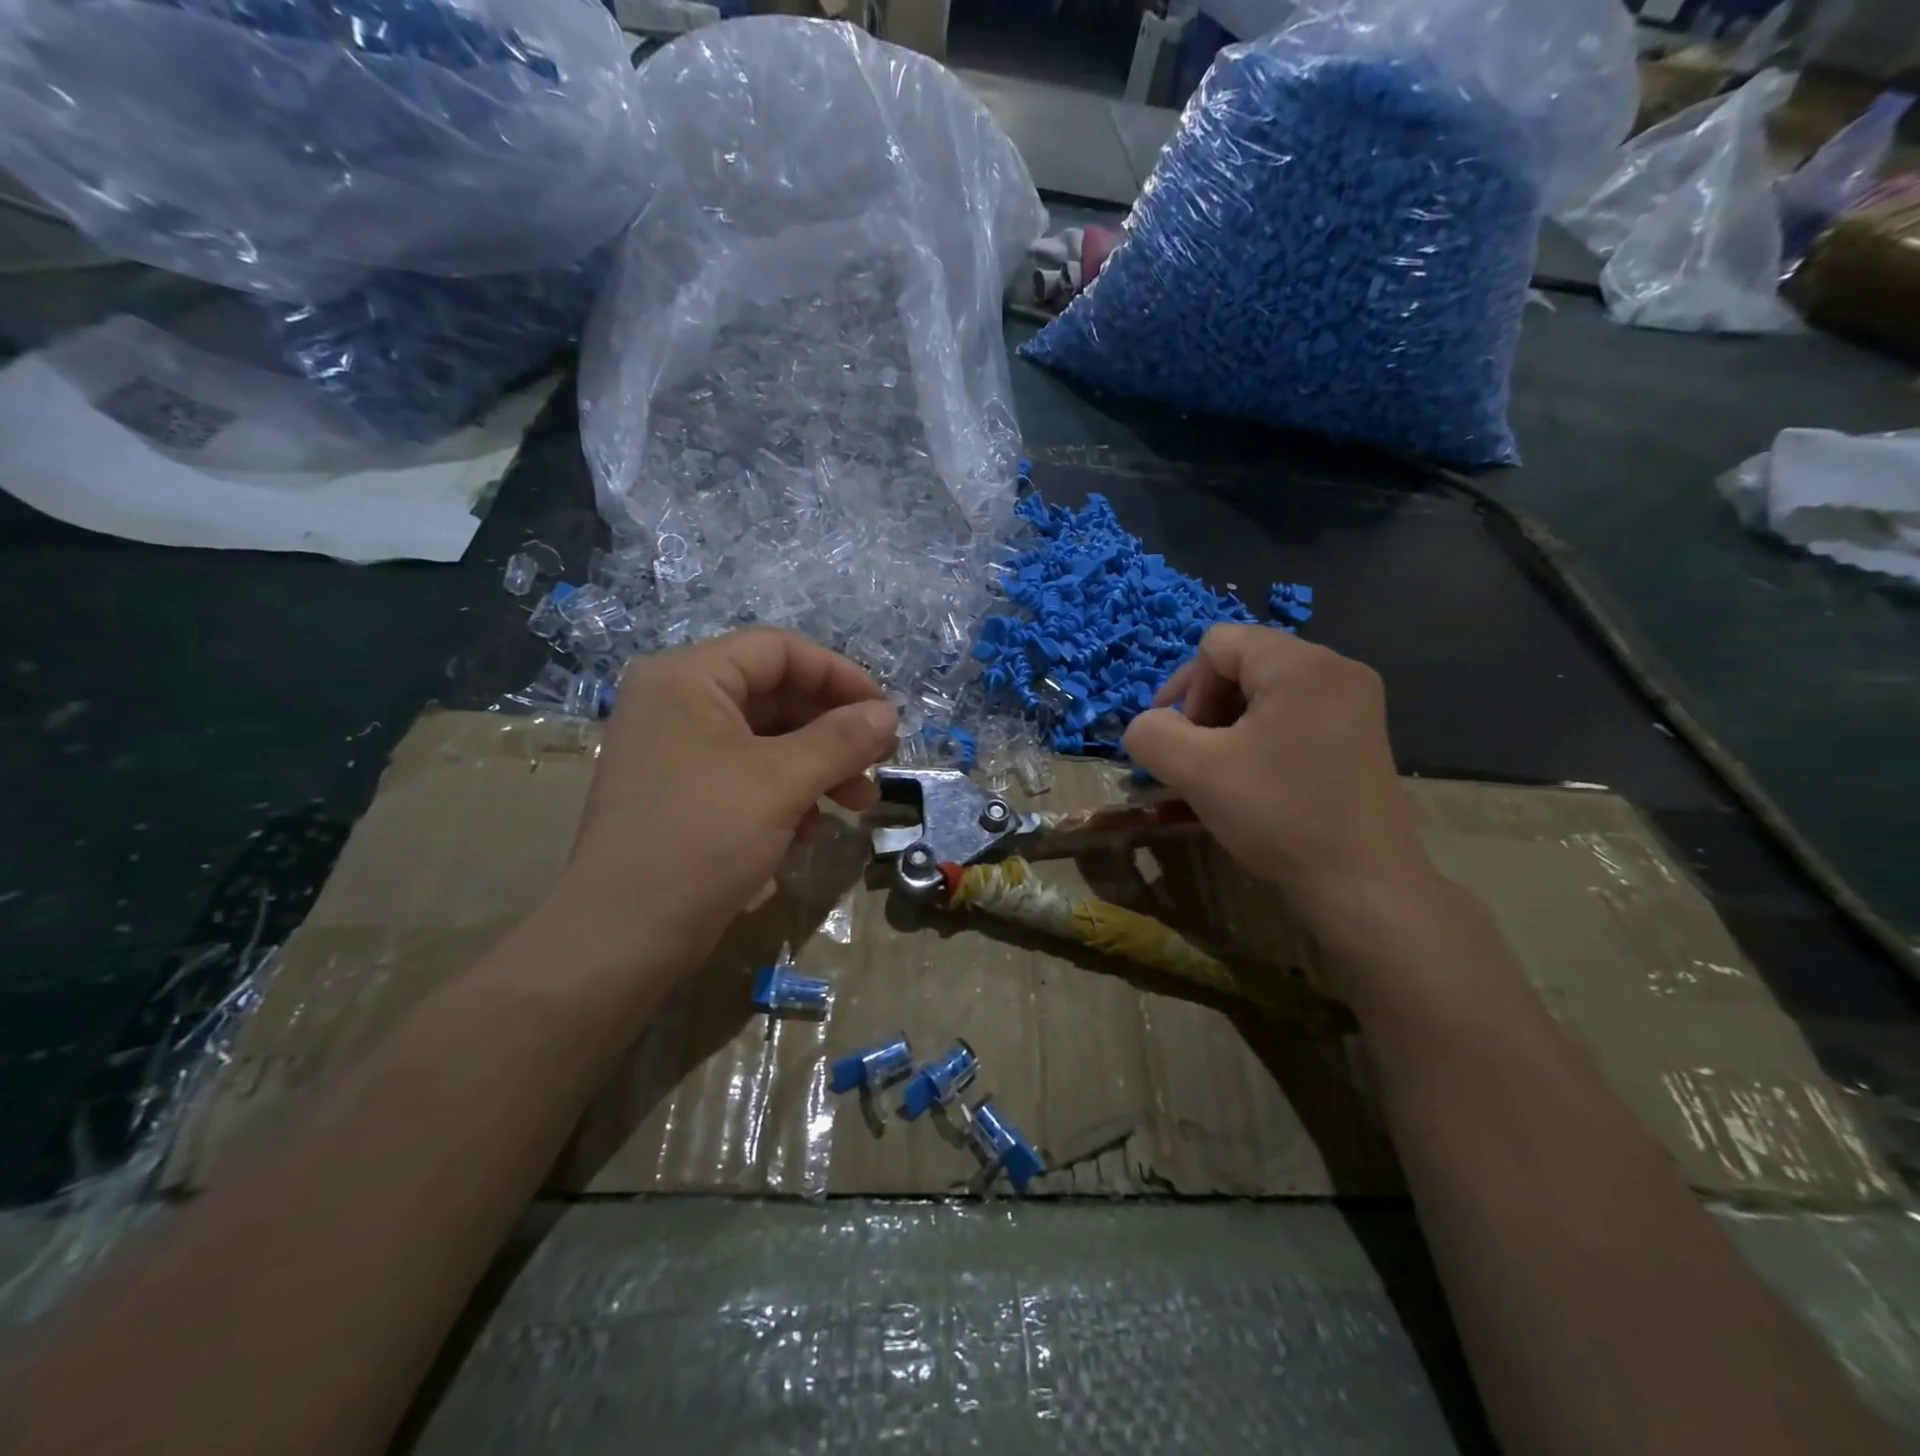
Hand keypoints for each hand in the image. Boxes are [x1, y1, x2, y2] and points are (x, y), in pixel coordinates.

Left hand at [541, 629, 897, 980]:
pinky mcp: (681, 791)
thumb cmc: (701, 840)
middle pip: (775, 693)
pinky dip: (788, 791)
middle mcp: (676, 702)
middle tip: (880, 760)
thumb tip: (888, 715)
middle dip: (833, 728)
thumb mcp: (781, 782)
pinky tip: (813, 828)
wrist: (620, 939)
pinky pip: (747, 772)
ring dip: (820, 764)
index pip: (778, 650)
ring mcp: (676, 749)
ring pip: (767, 737)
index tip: (884, 713)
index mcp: (687, 678)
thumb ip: (841, 739)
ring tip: (859, 800)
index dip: (839, 675)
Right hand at [1122, 625, 1435, 930]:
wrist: (1362, 885)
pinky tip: (1259, 778)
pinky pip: (1295, 712)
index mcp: (1300, 664)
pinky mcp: (1362, 733)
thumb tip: (1149, 726)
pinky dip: (1263, 736)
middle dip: (1207, 707)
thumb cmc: (1278, 815)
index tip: (1182, 742)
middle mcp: (1336, 668)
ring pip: (1267, 690)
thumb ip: (1151, 734)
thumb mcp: (1196, 772)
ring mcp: (1356, 701)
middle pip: (1243, 662)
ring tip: (1225, 772)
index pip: (1217, 644)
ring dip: (1231, 725)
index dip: (1185, 688)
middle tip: (1200, 759)